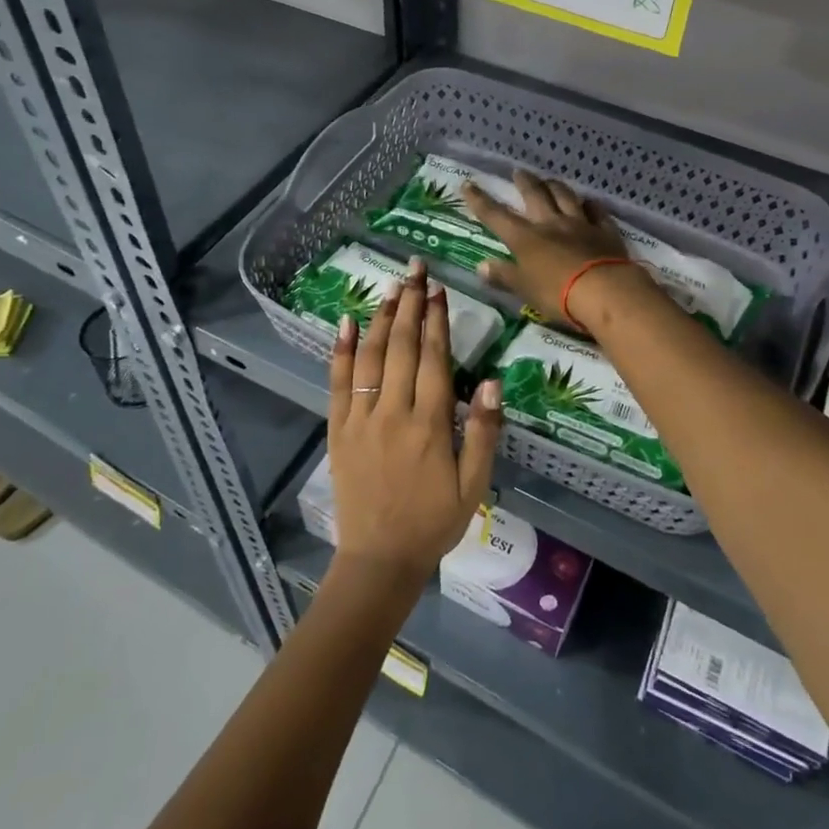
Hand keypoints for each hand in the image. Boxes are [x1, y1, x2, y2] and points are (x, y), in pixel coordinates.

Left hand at [326, 260, 501, 585]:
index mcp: (430, 424)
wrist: (380, 559)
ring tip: (391, 286)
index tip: (438, 288)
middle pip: (401, 345)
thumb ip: (482, 431)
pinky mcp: (338, 429)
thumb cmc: (435, 521)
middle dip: (410, 303)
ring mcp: (360, 418)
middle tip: (415, 269)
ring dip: (381, 317)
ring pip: (371, 356)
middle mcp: (393, 412)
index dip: (436, 319)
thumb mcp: (474, 484)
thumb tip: (491, 381)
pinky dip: (341, 349)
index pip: (433, 357)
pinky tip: (347, 322)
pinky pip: (338, 382)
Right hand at [462, 170, 648, 331]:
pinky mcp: (605, 232)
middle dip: (524, 182)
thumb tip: (481, 265)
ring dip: (555, 186)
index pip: (496, 215)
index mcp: (525, 238)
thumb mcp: (524, 290)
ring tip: (550, 180)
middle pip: (535, 195)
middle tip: (518, 172)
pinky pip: (597, 212)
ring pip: (565, 197)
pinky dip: (590, 205)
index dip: (480, 200)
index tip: (468, 184)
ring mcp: (580, 224)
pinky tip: (589, 202)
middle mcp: (551, 224)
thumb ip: (504, 276)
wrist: (604, 291)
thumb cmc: (557, 294)